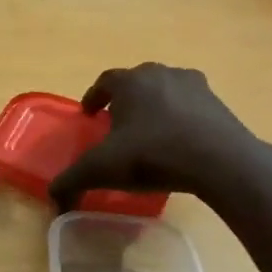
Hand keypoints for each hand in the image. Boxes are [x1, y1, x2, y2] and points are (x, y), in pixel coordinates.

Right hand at [48, 64, 271, 210]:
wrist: (219, 161)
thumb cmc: (151, 155)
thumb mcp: (101, 170)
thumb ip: (71, 181)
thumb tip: (52, 198)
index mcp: (130, 81)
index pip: (104, 81)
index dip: (94, 97)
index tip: (89, 114)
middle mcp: (160, 74)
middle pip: (137, 82)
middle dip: (125, 100)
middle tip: (118, 124)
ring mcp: (194, 85)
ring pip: (165, 91)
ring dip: (154, 106)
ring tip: (149, 132)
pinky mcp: (218, 103)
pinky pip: (191, 106)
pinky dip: (181, 118)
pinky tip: (178, 142)